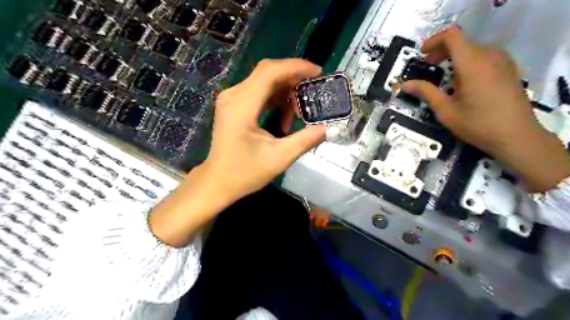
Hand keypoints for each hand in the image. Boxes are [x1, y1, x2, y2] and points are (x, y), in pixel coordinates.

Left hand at [203, 58, 324, 202]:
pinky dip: (276, 98)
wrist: (218, 181)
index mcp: (241, 106)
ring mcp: (232, 99)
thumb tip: (326, 128)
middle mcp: (233, 96)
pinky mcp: (234, 105)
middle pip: (267, 72)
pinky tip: (286, 115)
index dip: (296, 67)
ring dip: (285, 90)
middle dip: (293, 77)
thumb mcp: (279, 159)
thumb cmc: (245, 173)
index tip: (318, 73)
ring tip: (300, 110)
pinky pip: (259, 92)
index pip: (269, 72)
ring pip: (264, 81)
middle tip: (314, 90)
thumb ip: (304, 141)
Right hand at [400, 26, 568, 192]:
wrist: (516, 136)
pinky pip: (485, 57)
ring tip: (446, 77)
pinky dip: (470, 62)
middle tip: (429, 66)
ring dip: (456, 57)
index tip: (422, 54)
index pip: (452, 36)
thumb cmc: (477, 124)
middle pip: (462, 42)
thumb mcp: (445, 110)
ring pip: (474, 49)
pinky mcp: (509, 70)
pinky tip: (465, 82)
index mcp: (471, 64)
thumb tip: (404, 84)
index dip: (434, 40)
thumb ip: (426, 92)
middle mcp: (489, 56)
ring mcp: (503, 62)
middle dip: (442, 51)